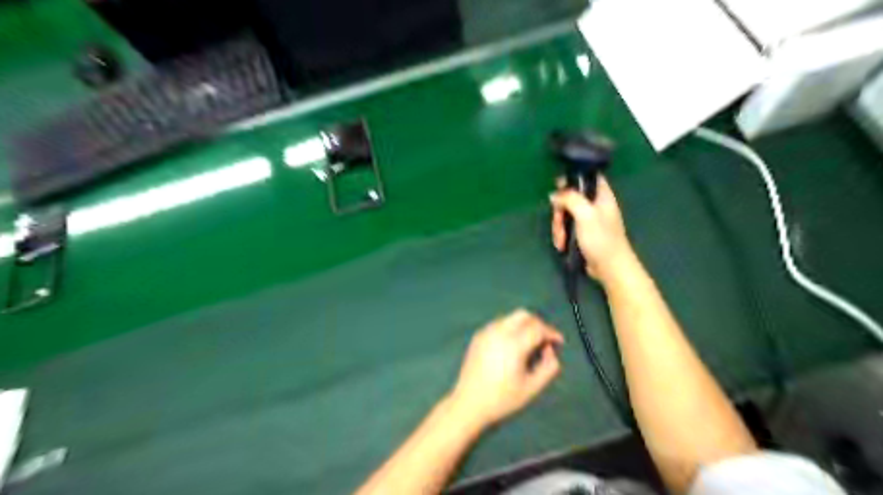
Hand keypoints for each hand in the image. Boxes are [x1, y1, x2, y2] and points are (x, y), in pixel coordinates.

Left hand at [450, 310, 564, 429]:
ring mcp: (486, 332)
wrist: (468, 404)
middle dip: (538, 324)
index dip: (551, 333)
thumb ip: (549, 367)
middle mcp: (498, 332)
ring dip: (524, 326)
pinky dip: (511, 329)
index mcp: (513, 344)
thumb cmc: (502, 399)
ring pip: (511, 318)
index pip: (538, 327)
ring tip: (528, 348)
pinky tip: (511, 348)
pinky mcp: (478, 336)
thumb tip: (550, 350)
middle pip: (524, 315)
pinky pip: (499, 324)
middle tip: (545, 341)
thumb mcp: (532, 388)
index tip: (558, 342)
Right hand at [551, 174, 635, 284]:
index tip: (559, 186)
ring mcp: (588, 219)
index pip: (588, 176)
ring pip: (566, 213)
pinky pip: (567, 227)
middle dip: (560, 210)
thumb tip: (554, 194)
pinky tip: (562, 244)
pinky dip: (562, 234)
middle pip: (570, 197)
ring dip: (559, 226)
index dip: (573, 177)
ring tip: (561, 240)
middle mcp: (595, 204)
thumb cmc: (601, 239)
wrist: (609, 267)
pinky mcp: (582, 233)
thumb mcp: (585, 214)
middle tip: (558, 221)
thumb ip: (570, 199)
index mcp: (601, 195)